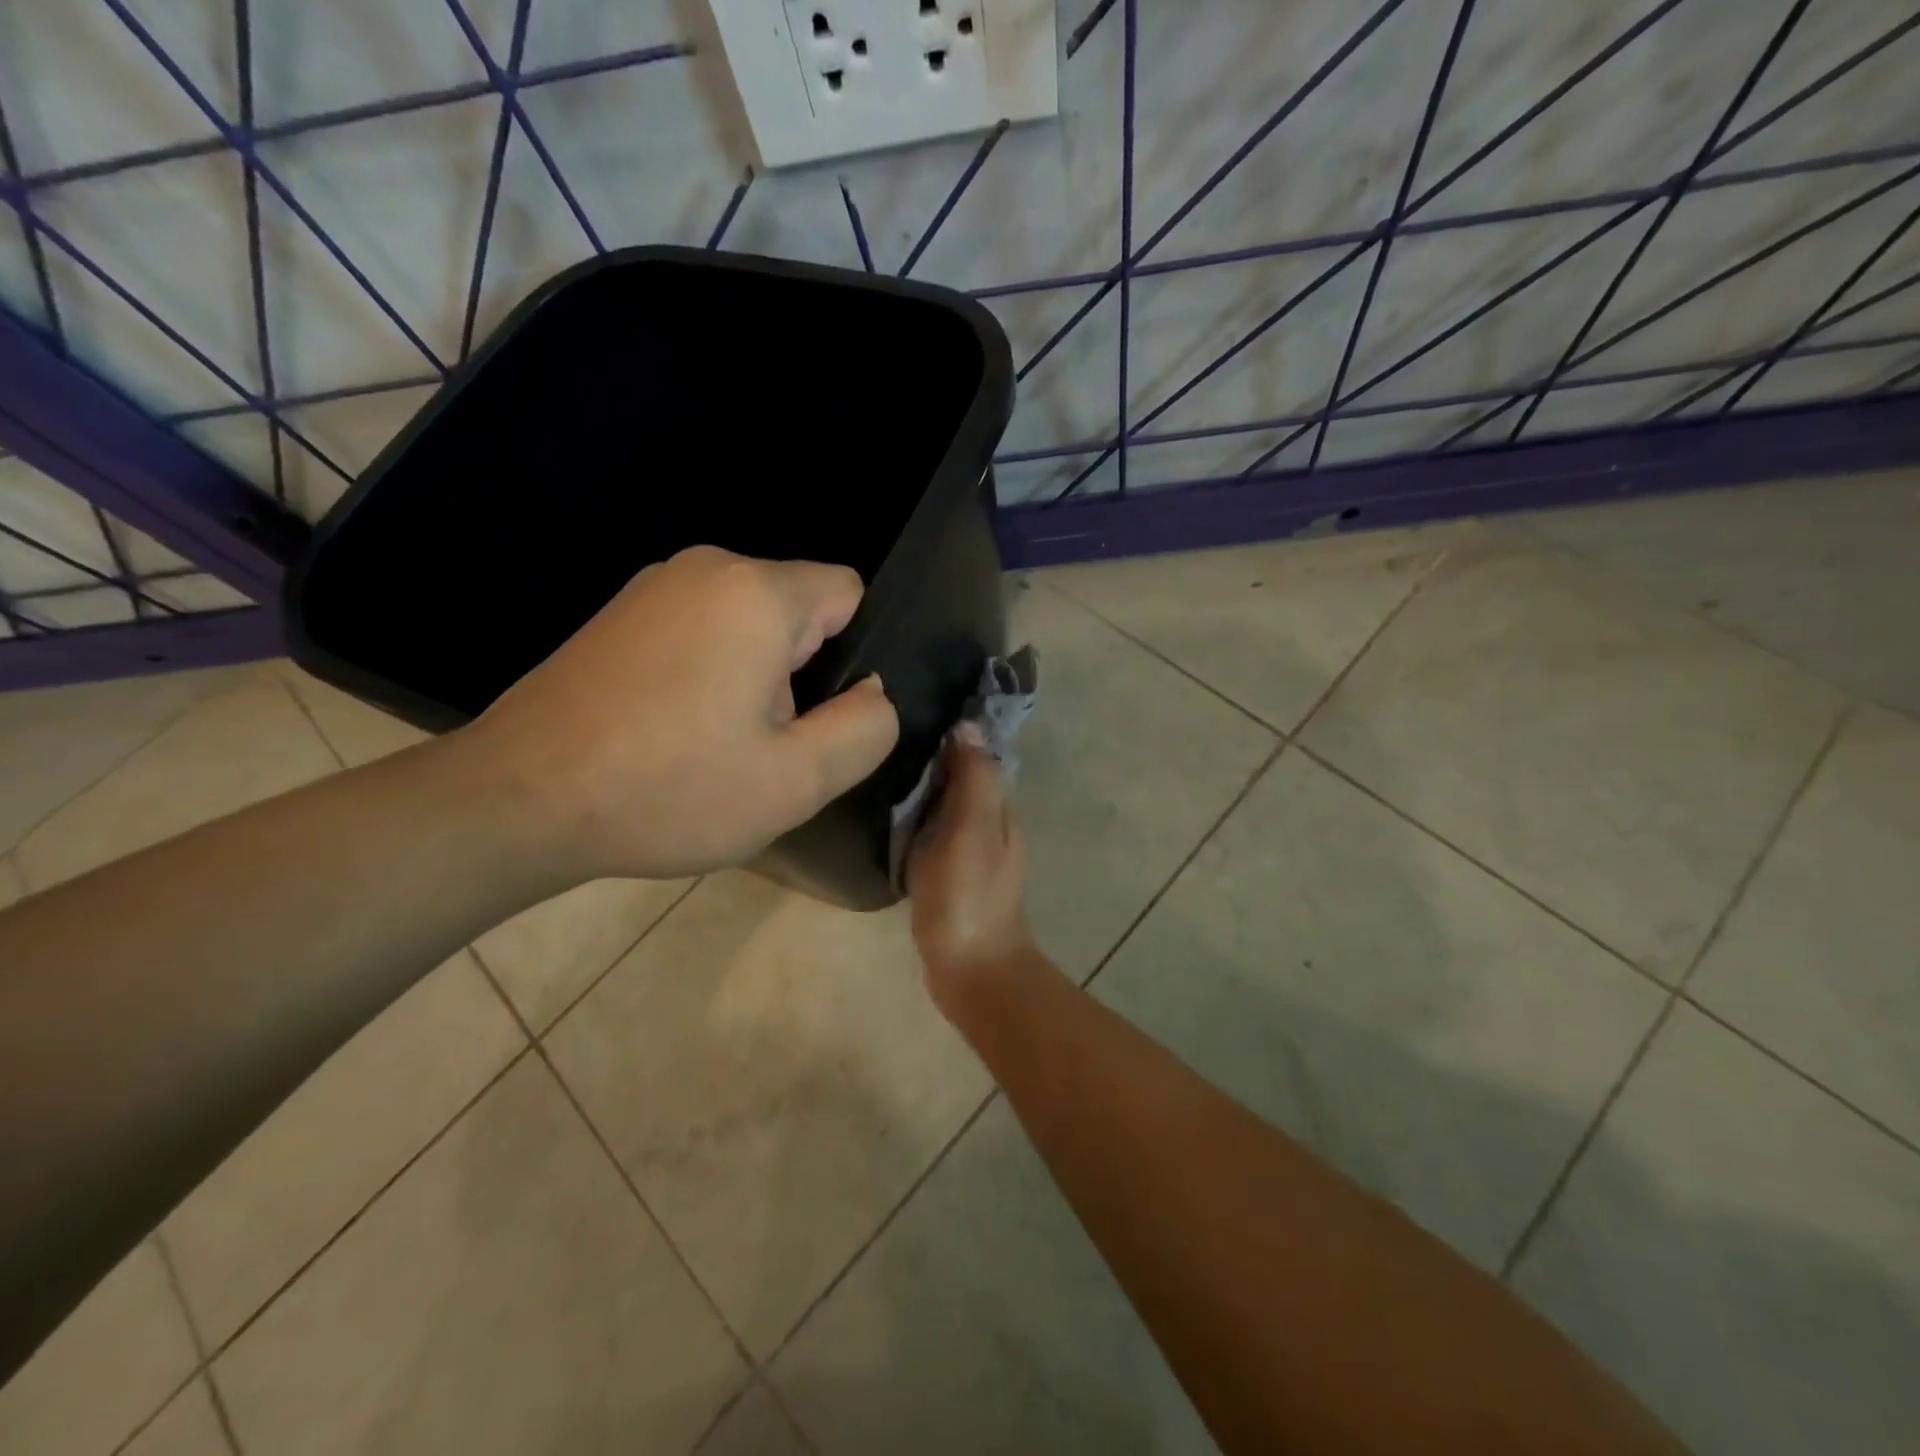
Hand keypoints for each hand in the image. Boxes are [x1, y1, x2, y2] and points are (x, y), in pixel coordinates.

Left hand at [461, 546, 899, 879]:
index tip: (813, 717)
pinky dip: (710, 674)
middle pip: (799, 610)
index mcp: (756, 592)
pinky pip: (702, 631)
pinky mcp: (620, 614)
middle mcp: (706, 567)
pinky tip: (674, 731)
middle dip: (801, 673)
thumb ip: (866, 728)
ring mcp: (654, 587)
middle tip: (763, 745)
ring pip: (751, 624)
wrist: (517, 801)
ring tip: (716, 744)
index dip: (852, 657)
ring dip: (756, 679)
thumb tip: (872, 692)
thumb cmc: (668, 790)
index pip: (849, 592)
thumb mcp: (797, 780)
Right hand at [908, 724, 1037, 1006]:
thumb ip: (974, 779)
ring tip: (879, 770)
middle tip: (883, 740)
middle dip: (933, 759)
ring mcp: (968, 856)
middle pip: (960, 781)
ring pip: (944, 809)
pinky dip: (915, 822)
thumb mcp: (973, 829)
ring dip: (922, 791)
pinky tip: (887, 819)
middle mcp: (987, 827)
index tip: (913, 712)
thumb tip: (967, 726)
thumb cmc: (970, 895)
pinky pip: (931, 836)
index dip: (952, 735)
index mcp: (997, 810)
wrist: (971, 969)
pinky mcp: (948, 879)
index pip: (977, 758)